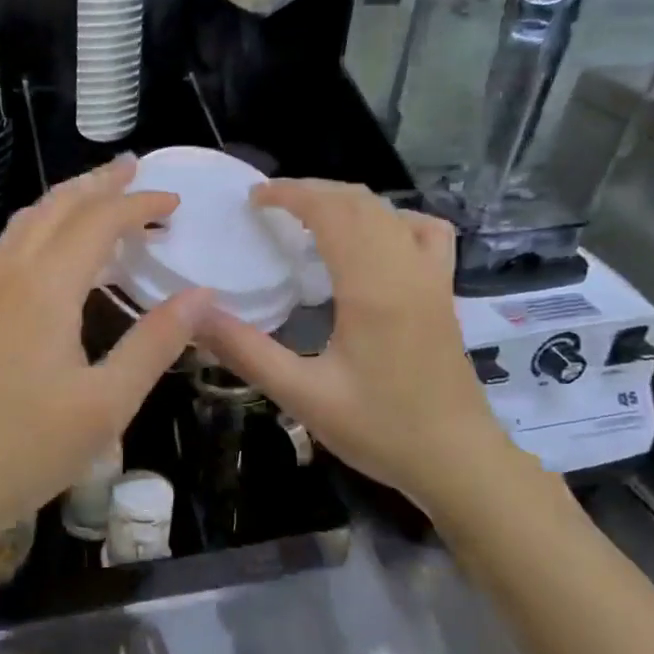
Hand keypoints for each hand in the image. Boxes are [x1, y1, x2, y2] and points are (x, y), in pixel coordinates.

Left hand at [0, 156, 209, 544]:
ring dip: (68, 198)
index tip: (175, 201)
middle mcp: (11, 273)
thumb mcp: (105, 406)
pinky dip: (43, 223)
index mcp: (46, 288)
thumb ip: (154, 343)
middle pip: (58, 206)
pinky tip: (54, 243)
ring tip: (101, 192)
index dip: (139, 204)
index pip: (99, 222)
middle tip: (137, 168)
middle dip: (100, 183)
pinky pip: (12, 242)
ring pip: (29, 220)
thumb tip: (202, 295)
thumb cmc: (23, 450)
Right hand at [196, 180, 532, 509]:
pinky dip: (391, 218)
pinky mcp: (443, 291)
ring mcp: (431, 277)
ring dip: (345, 201)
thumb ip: (246, 351)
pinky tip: (372, 238)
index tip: (253, 199)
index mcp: (372, 287)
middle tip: (268, 204)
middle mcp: (405, 268)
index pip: (330, 211)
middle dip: (311, 191)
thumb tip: (194, 315)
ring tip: (308, 214)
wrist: (458, 461)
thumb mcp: (302, 395)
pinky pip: (423, 232)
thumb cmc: (380, 429)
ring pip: (389, 211)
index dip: (290, 194)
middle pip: (359, 202)